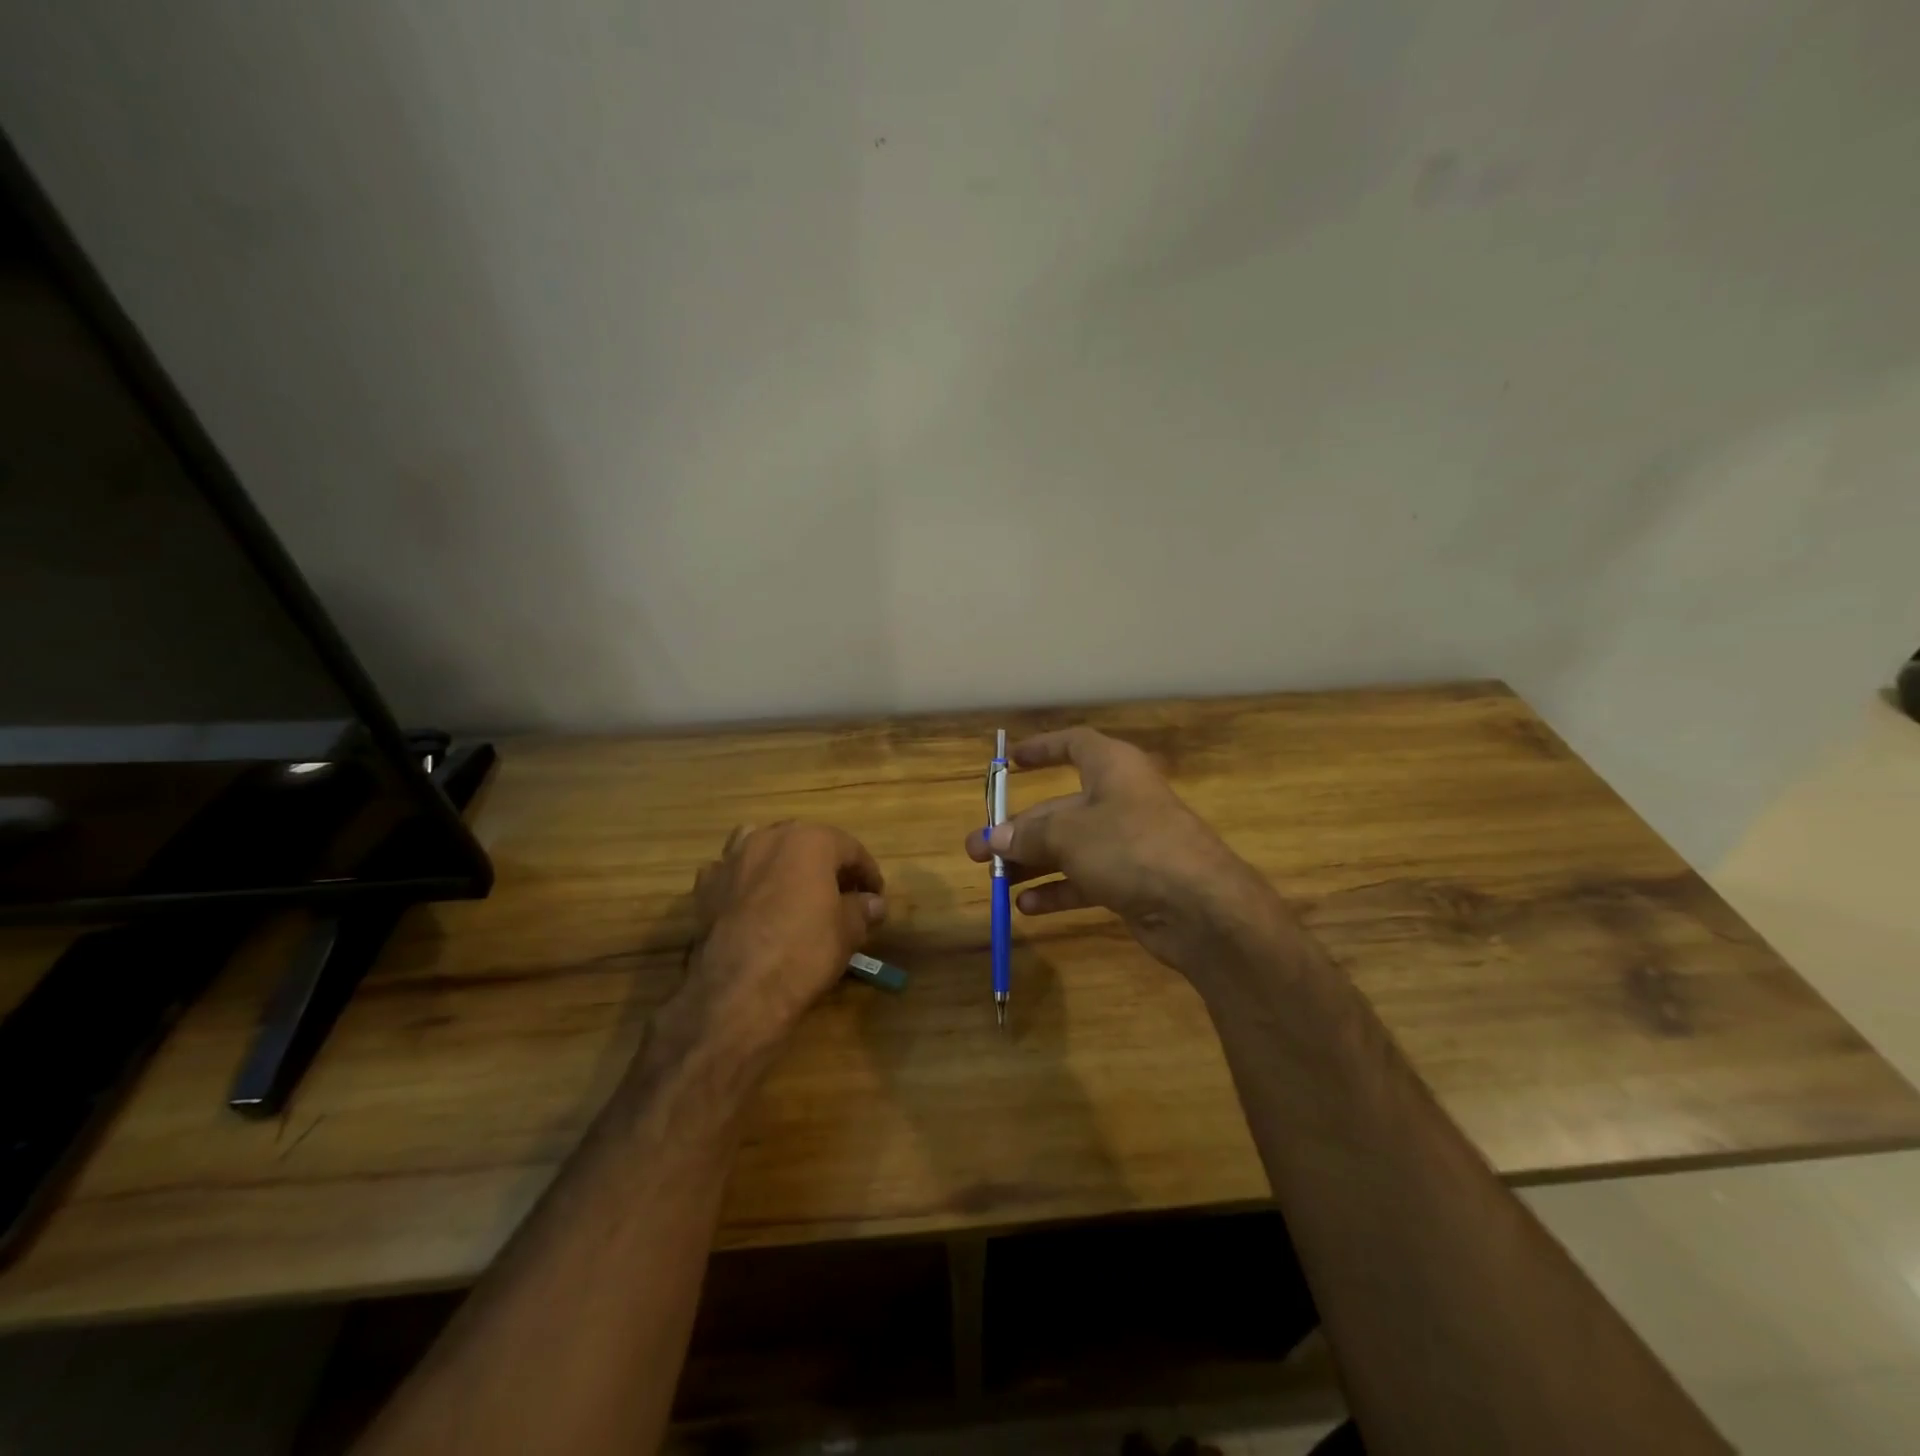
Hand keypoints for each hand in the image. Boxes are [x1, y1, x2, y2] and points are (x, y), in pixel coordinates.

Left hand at [683, 821, 886, 1054]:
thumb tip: (873, 903)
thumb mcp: (847, 932)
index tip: (876, 896)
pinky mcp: (705, 887)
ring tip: (793, 891)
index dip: (867, 873)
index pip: (850, 849)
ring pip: (763, 847)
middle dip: (825, 865)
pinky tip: (753, 906)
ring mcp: (731, 859)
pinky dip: (745, 883)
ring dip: (781, 863)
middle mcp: (769, 838)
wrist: (737, 991)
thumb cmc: (804, 951)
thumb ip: (862, 910)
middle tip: (840, 894)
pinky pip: (732, 874)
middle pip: (806, 843)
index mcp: (810, 841)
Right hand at [964, 727, 1272, 970]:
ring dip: (1031, 862)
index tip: (1012, 761)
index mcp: (1112, 768)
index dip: (1042, 749)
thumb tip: (994, 838)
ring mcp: (1128, 842)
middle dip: (1019, 829)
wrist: (1200, 907)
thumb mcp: (1070, 835)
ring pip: (1070, 846)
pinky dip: (1057, 890)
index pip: (1073, 745)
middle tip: (977, 850)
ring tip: (994, 880)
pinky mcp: (1133, 880)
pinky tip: (1026, 907)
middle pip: (1061, 807)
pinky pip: (1086, 878)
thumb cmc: (1131, 847)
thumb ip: (1029, 836)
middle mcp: (1120, 799)